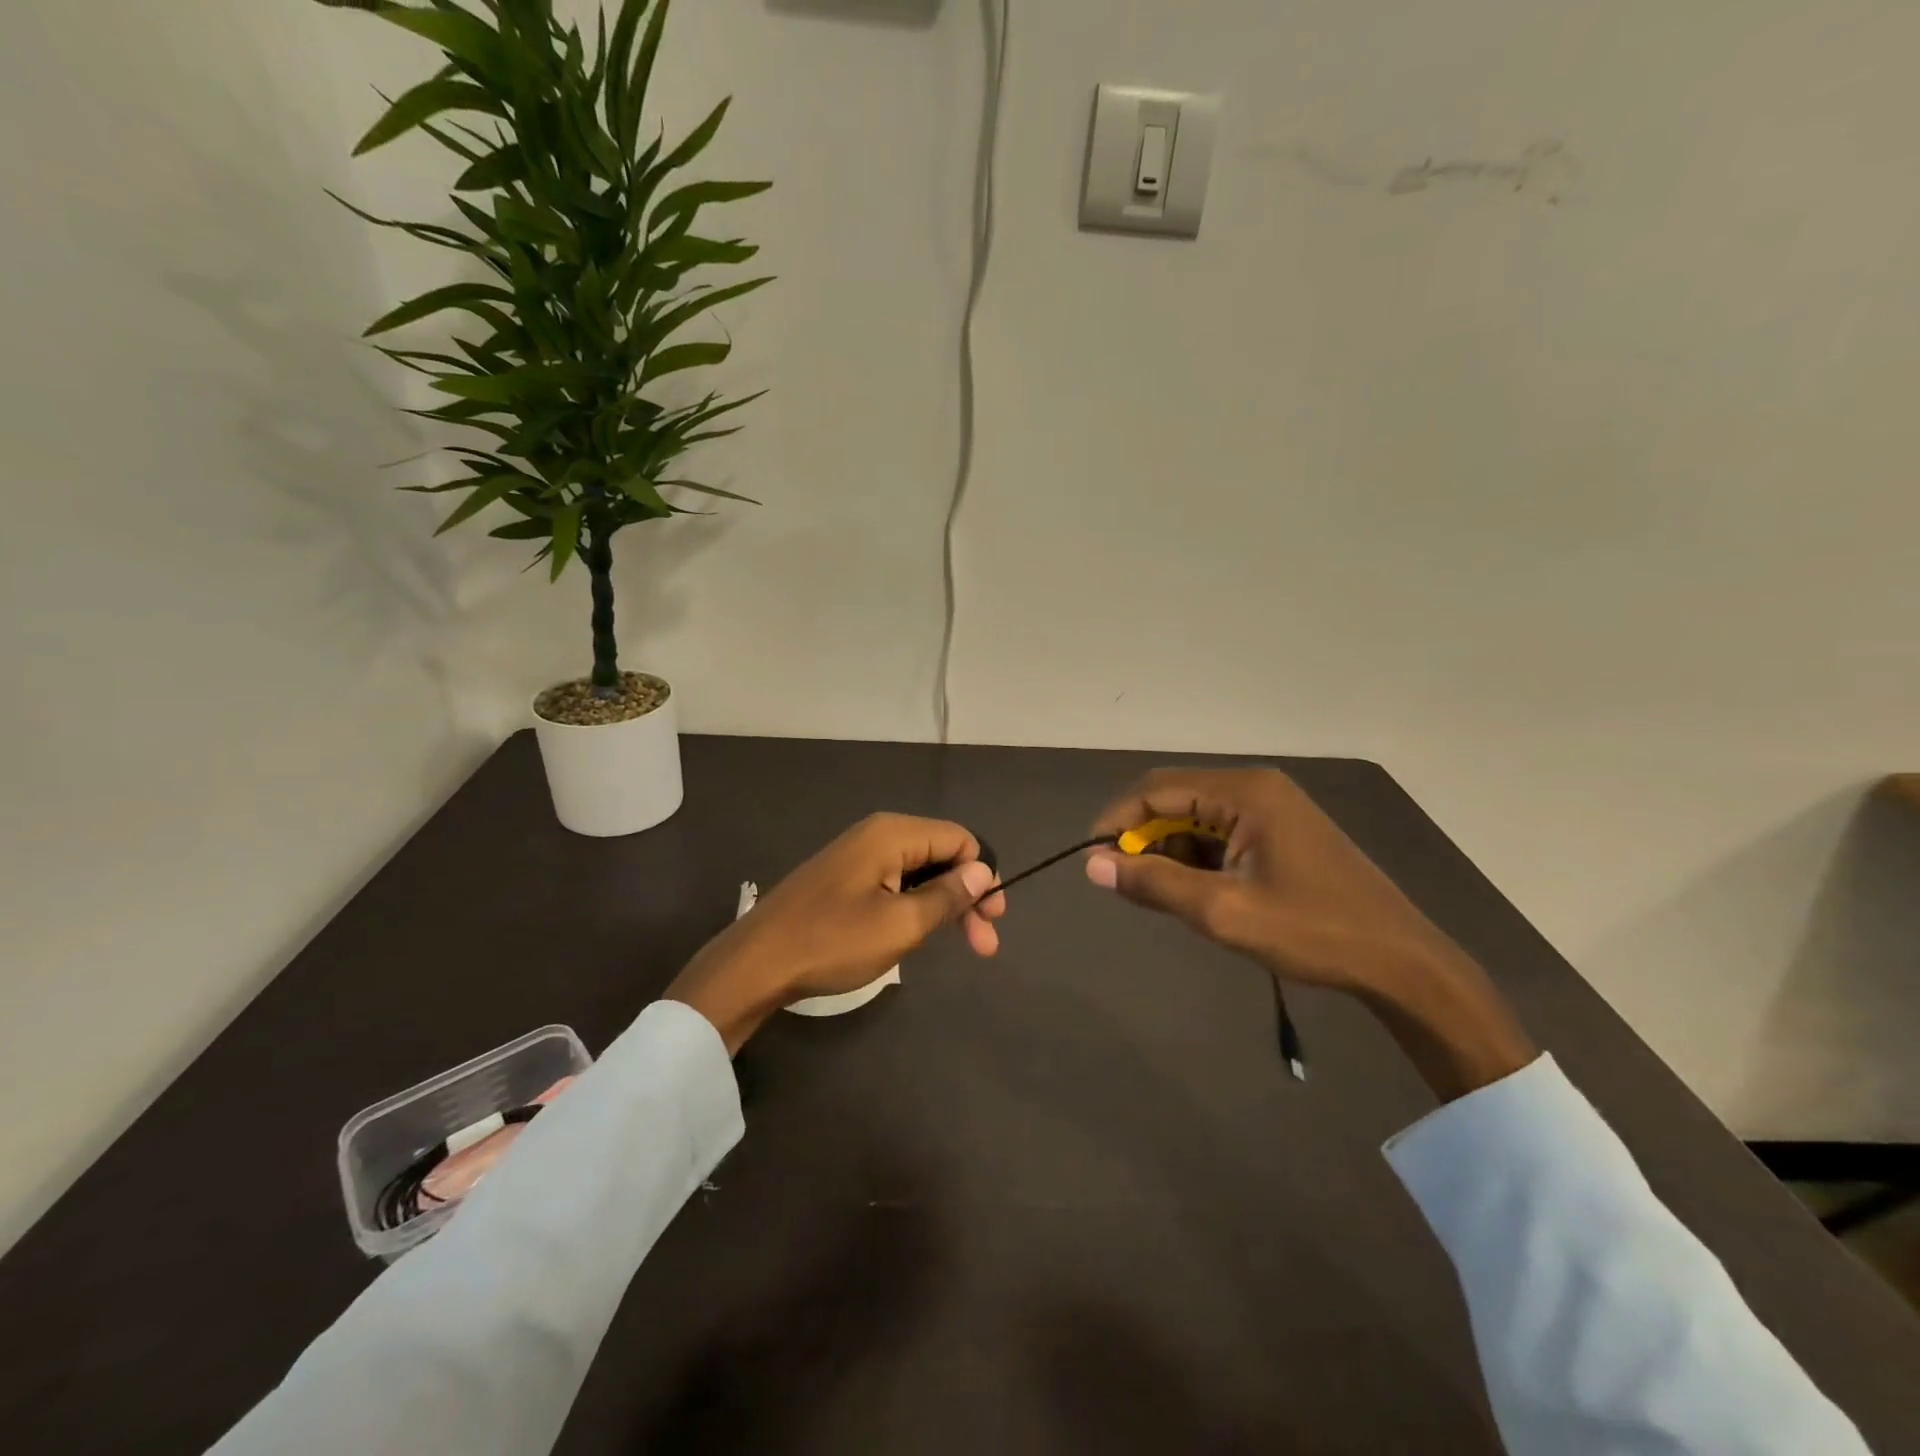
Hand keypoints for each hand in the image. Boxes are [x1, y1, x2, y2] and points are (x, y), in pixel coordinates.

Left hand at [666, 814, 1003, 1053]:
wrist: (756, 963)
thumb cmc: (832, 941)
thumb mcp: (900, 924)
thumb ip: (947, 895)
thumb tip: (983, 871)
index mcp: (893, 834)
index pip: (960, 839)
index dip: (984, 875)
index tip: (993, 920)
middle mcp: (877, 833)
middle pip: (941, 853)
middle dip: (967, 895)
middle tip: (984, 945)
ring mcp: (858, 855)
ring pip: (919, 870)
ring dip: (944, 904)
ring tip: (959, 944)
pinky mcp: (844, 877)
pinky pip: (895, 881)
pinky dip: (916, 904)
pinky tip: (918, 932)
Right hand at [1085, 768, 1536, 1100]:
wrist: (1401, 961)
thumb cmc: (1312, 931)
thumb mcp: (1223, 911)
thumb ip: (1154, 883)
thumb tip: (1092, 864)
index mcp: (1244, 792)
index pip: (1156, 790)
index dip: (1117, 821)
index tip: (1092, 859)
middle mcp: (1256, 786)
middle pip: (1175, 799)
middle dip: (1145, 839)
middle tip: (1128, 884)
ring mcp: (1272, 807)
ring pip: (1196, 817)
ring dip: (1172, 852)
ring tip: (1170, 897)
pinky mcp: (1281, 830)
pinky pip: (1221, 832)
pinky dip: (1199, 858)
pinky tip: (1203, 893)